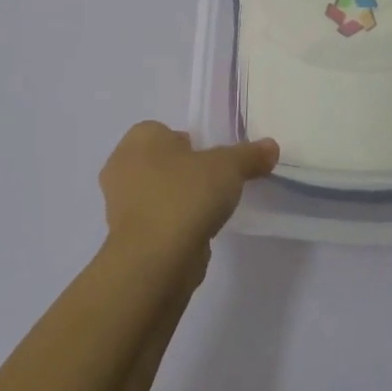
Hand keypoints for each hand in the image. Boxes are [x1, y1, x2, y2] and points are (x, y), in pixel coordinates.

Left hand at [99, 122, 278, 272]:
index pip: (164, 131)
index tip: (214, 161)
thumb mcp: (229, 167)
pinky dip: (173, 226)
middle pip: (160, 162)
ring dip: (178, 201)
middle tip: (214, 184)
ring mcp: (119, 205)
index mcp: (139, 139)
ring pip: (156, 194)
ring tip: (209, 212)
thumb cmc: (186, 195)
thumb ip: (249, 155)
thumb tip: (271, 147)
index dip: (191, 144)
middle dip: (184, 172)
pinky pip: (156, 222)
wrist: (155, 259)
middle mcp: (121, 166)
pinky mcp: (126, 238)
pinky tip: (196, 234)